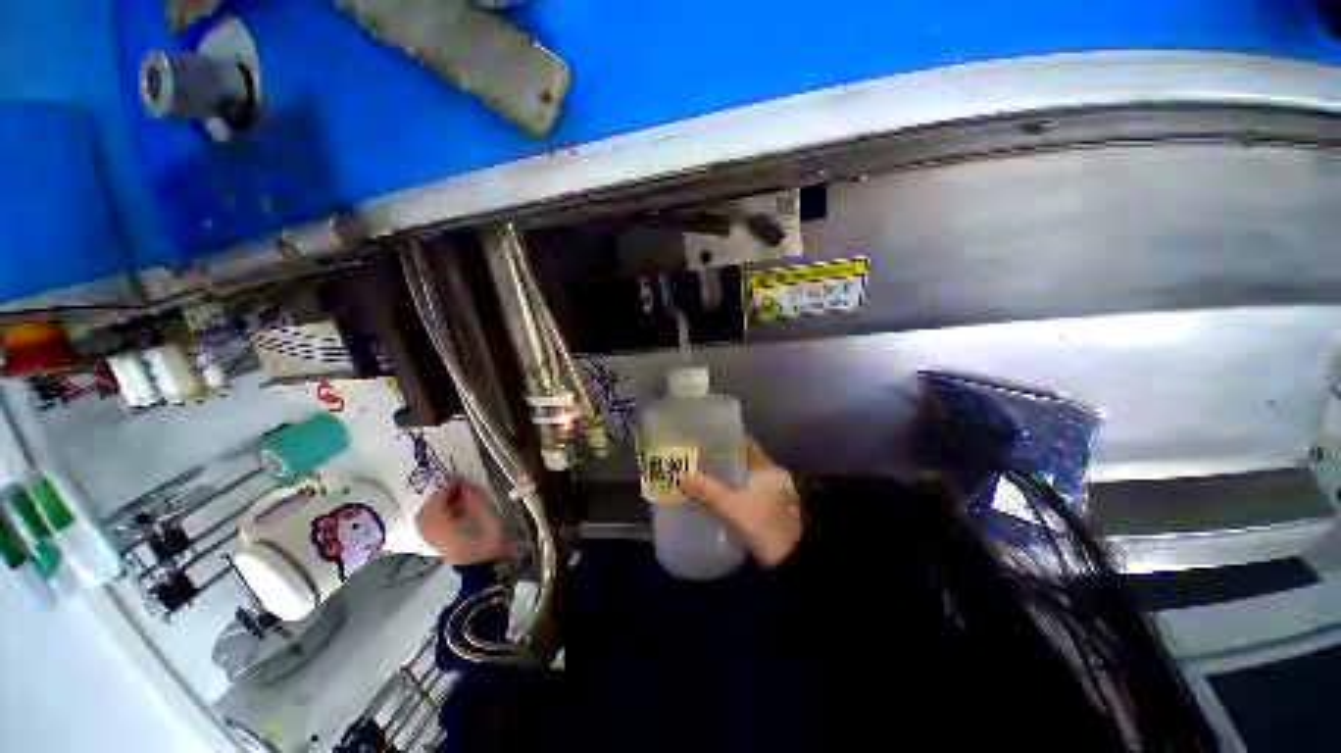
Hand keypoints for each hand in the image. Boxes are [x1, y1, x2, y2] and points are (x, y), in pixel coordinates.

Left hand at [415, 478, 508, 564]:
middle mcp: (432, 536)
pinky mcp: (436, 545)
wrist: (487, 568)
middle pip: (425, 512)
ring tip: (452, 497)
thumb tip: (463, 485)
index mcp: (444, 530)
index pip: (435, 506)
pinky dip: (435, 514)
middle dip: (437, 497)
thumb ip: (474, 501)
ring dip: (435, 505)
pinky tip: (450, 510)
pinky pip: (427, 526)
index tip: (458, 480)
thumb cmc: (491, 543)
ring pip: (424, 519)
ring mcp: (432, 542)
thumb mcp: (489, 519)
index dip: (444, 490)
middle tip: (454, 487)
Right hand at [680, 438, 802, 567]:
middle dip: (722, 459)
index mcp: (767, 467)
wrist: (794, 562)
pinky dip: (734, 491)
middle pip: (743, 459)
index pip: (745, 443)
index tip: (705, 439)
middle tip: (698, 459)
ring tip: (703, 477)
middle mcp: (773, 475)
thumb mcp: (733, 509)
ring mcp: (775, 492)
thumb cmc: (765, 527)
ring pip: (745, 476)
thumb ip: (708, 492)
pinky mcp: (772, 508)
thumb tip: (683, 477)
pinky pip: (748, 491)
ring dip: (728, 476)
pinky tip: (719, 497)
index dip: (725, 439)